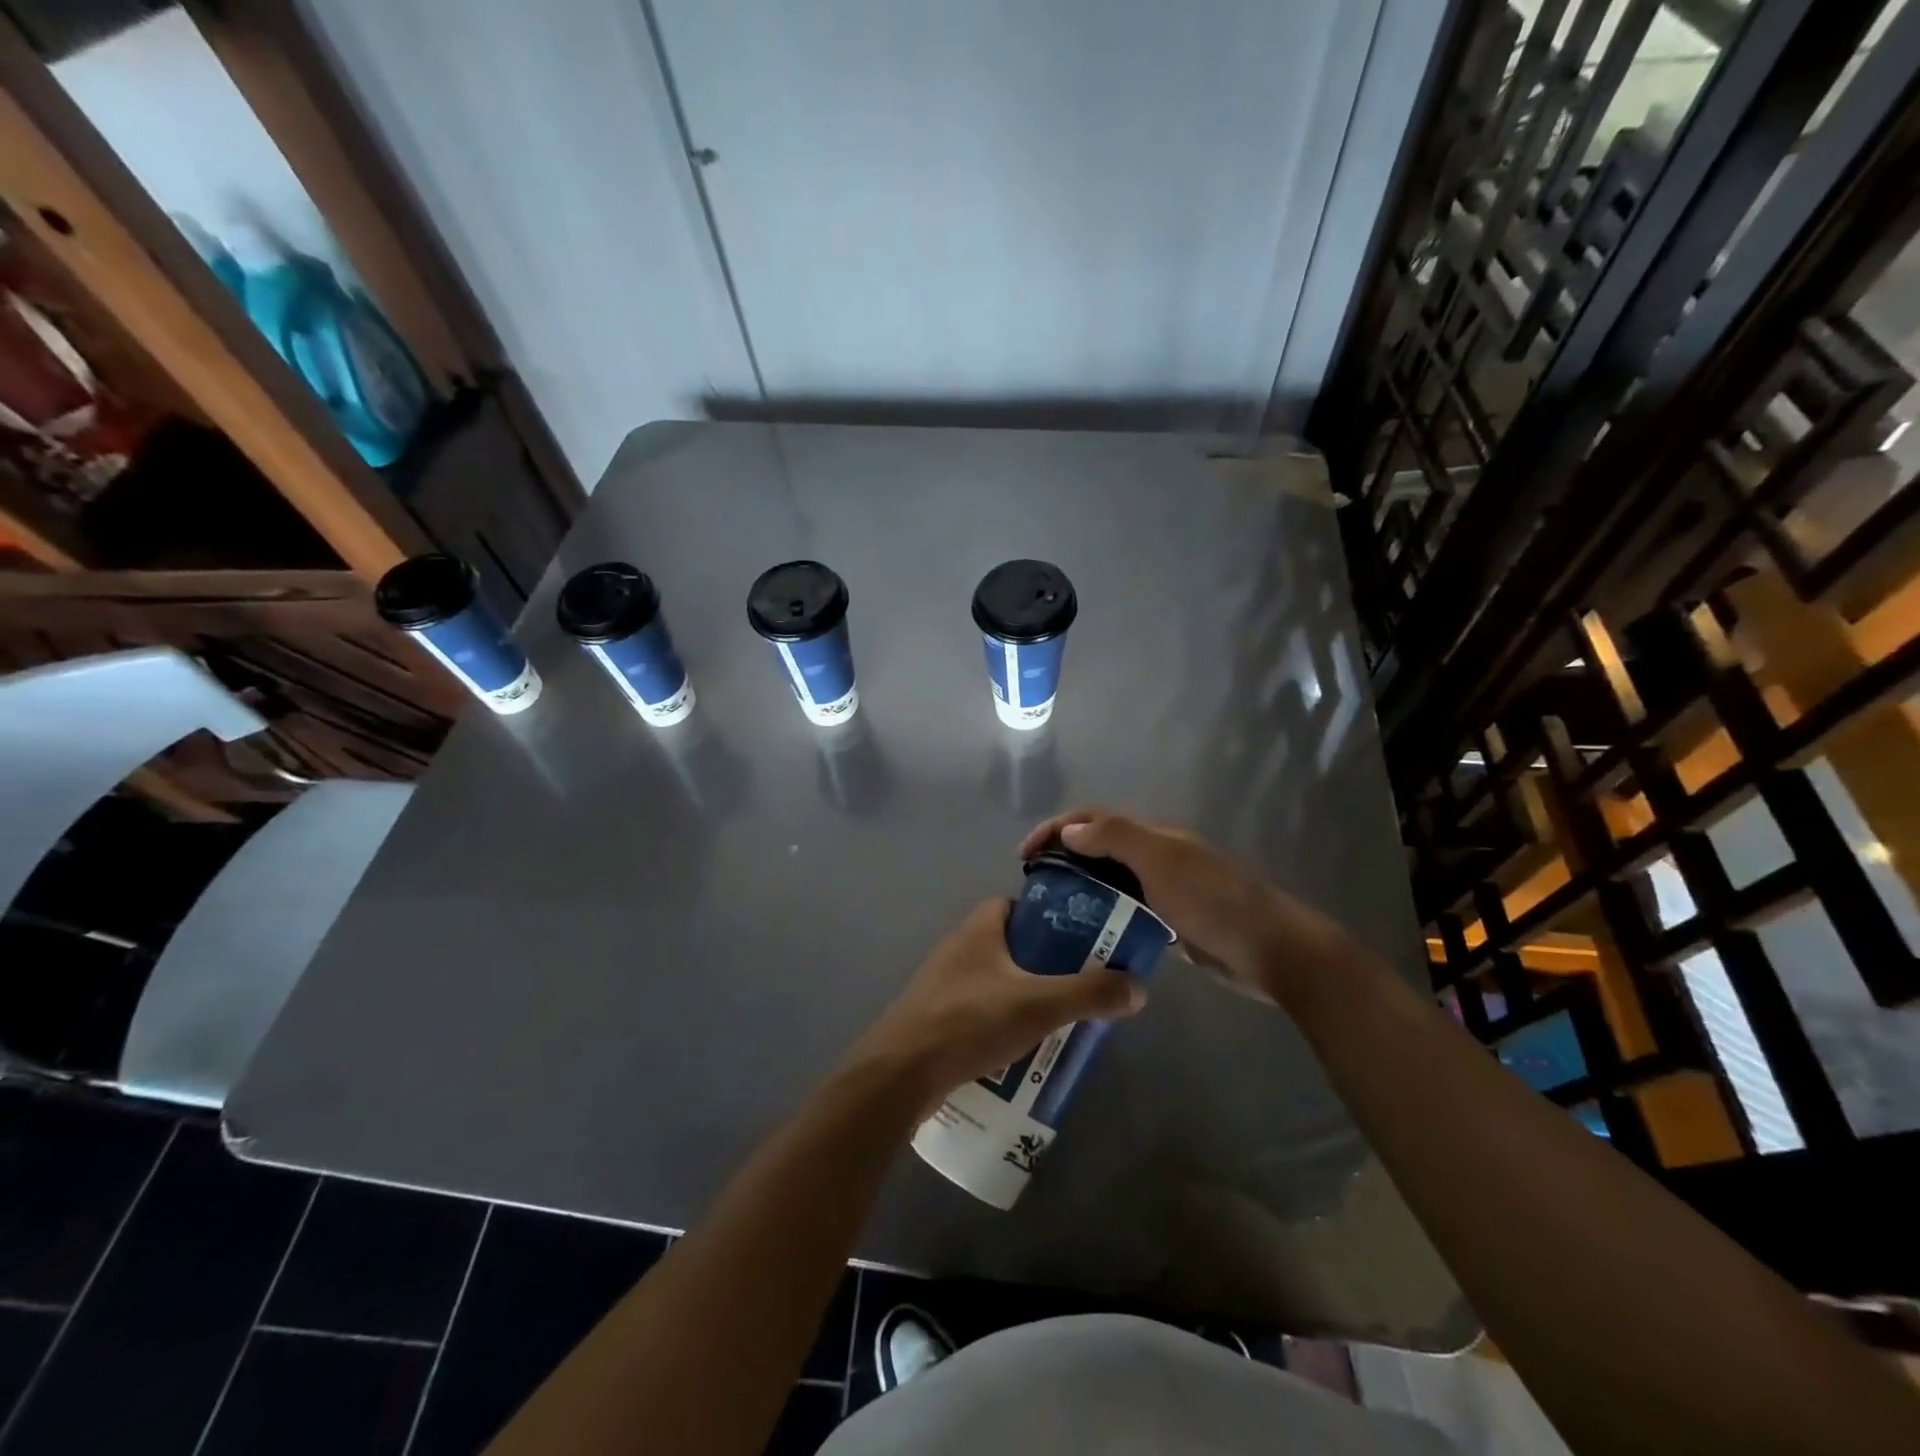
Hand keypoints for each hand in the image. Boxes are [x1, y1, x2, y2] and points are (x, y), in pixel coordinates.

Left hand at [844, 898, 1146, 1106]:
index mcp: (978, 929)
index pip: (1014, 903)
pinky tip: (1020, 1052)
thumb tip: (1138, 986)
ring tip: (1056, 1022)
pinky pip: (977, 1011)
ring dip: (1022, 997)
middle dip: (1042, 964)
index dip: (1046, 915)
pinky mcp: (934, 1018)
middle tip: (1076, 986)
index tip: (1077, 939)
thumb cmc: (970, 1021)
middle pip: (1009, 944)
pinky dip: (1000, 1023)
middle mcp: (958, 948)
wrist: (900, 1074)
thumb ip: (1090, 994)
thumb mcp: (1039, 1005)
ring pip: (994, 981)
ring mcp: (942, 985)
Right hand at [1018, 809, 1363, 1006]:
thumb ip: (1116, 838)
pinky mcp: (1172, 923)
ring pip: (1112, 881)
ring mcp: (1166, 891)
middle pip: (1100, 847)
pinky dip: (1104, 915)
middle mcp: (1157, 857)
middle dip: (1064, 856)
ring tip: (1051, 910)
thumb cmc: (1214, 902)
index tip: (1025, 853)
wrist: (1271, 950)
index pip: (1094, 820)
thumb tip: (1070, 830)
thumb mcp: (1162, 862)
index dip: (1056, 828)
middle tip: (1034, 885)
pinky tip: (1087, 934)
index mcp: (1153, 836)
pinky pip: (1128, 911)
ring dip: (1081, 887)